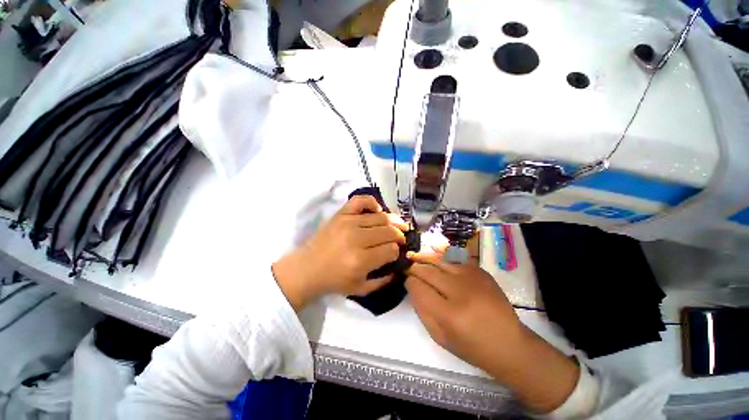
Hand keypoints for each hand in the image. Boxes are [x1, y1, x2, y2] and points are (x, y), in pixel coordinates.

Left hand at [273, 196, 408, 310]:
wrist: (307, 268)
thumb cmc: (334, 281)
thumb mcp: (361, 289)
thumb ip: (384, 280)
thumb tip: (400, 265)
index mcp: (361, 260)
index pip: (391, 249)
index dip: (397, 252)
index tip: (395, 253)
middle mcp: (356, 238)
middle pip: (389, 232)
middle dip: (399, 236)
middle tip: (400, 240)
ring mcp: (348, 222)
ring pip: (381, 217)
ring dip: (392, 222)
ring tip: (395, 226)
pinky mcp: (340, 214)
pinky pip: (361, 200)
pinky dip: (372, 203)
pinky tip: (377, 211)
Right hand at [406, 253, 579, 413]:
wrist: (509, 344)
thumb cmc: (472, 347)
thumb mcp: (440, 337)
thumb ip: (421, 310)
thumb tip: (412, 287)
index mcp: (448, 314)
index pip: (418, 286)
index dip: (409, 282)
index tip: (407, 281)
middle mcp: (460, 291)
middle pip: (427, 270)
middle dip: (415, 268)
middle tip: (410, 269)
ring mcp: (472, 278)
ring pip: (439, 261)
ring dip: (427, 262)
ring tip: (421, 263)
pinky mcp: (481, 272)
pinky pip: (454, 260)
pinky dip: (444, 262)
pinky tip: (441, 267)